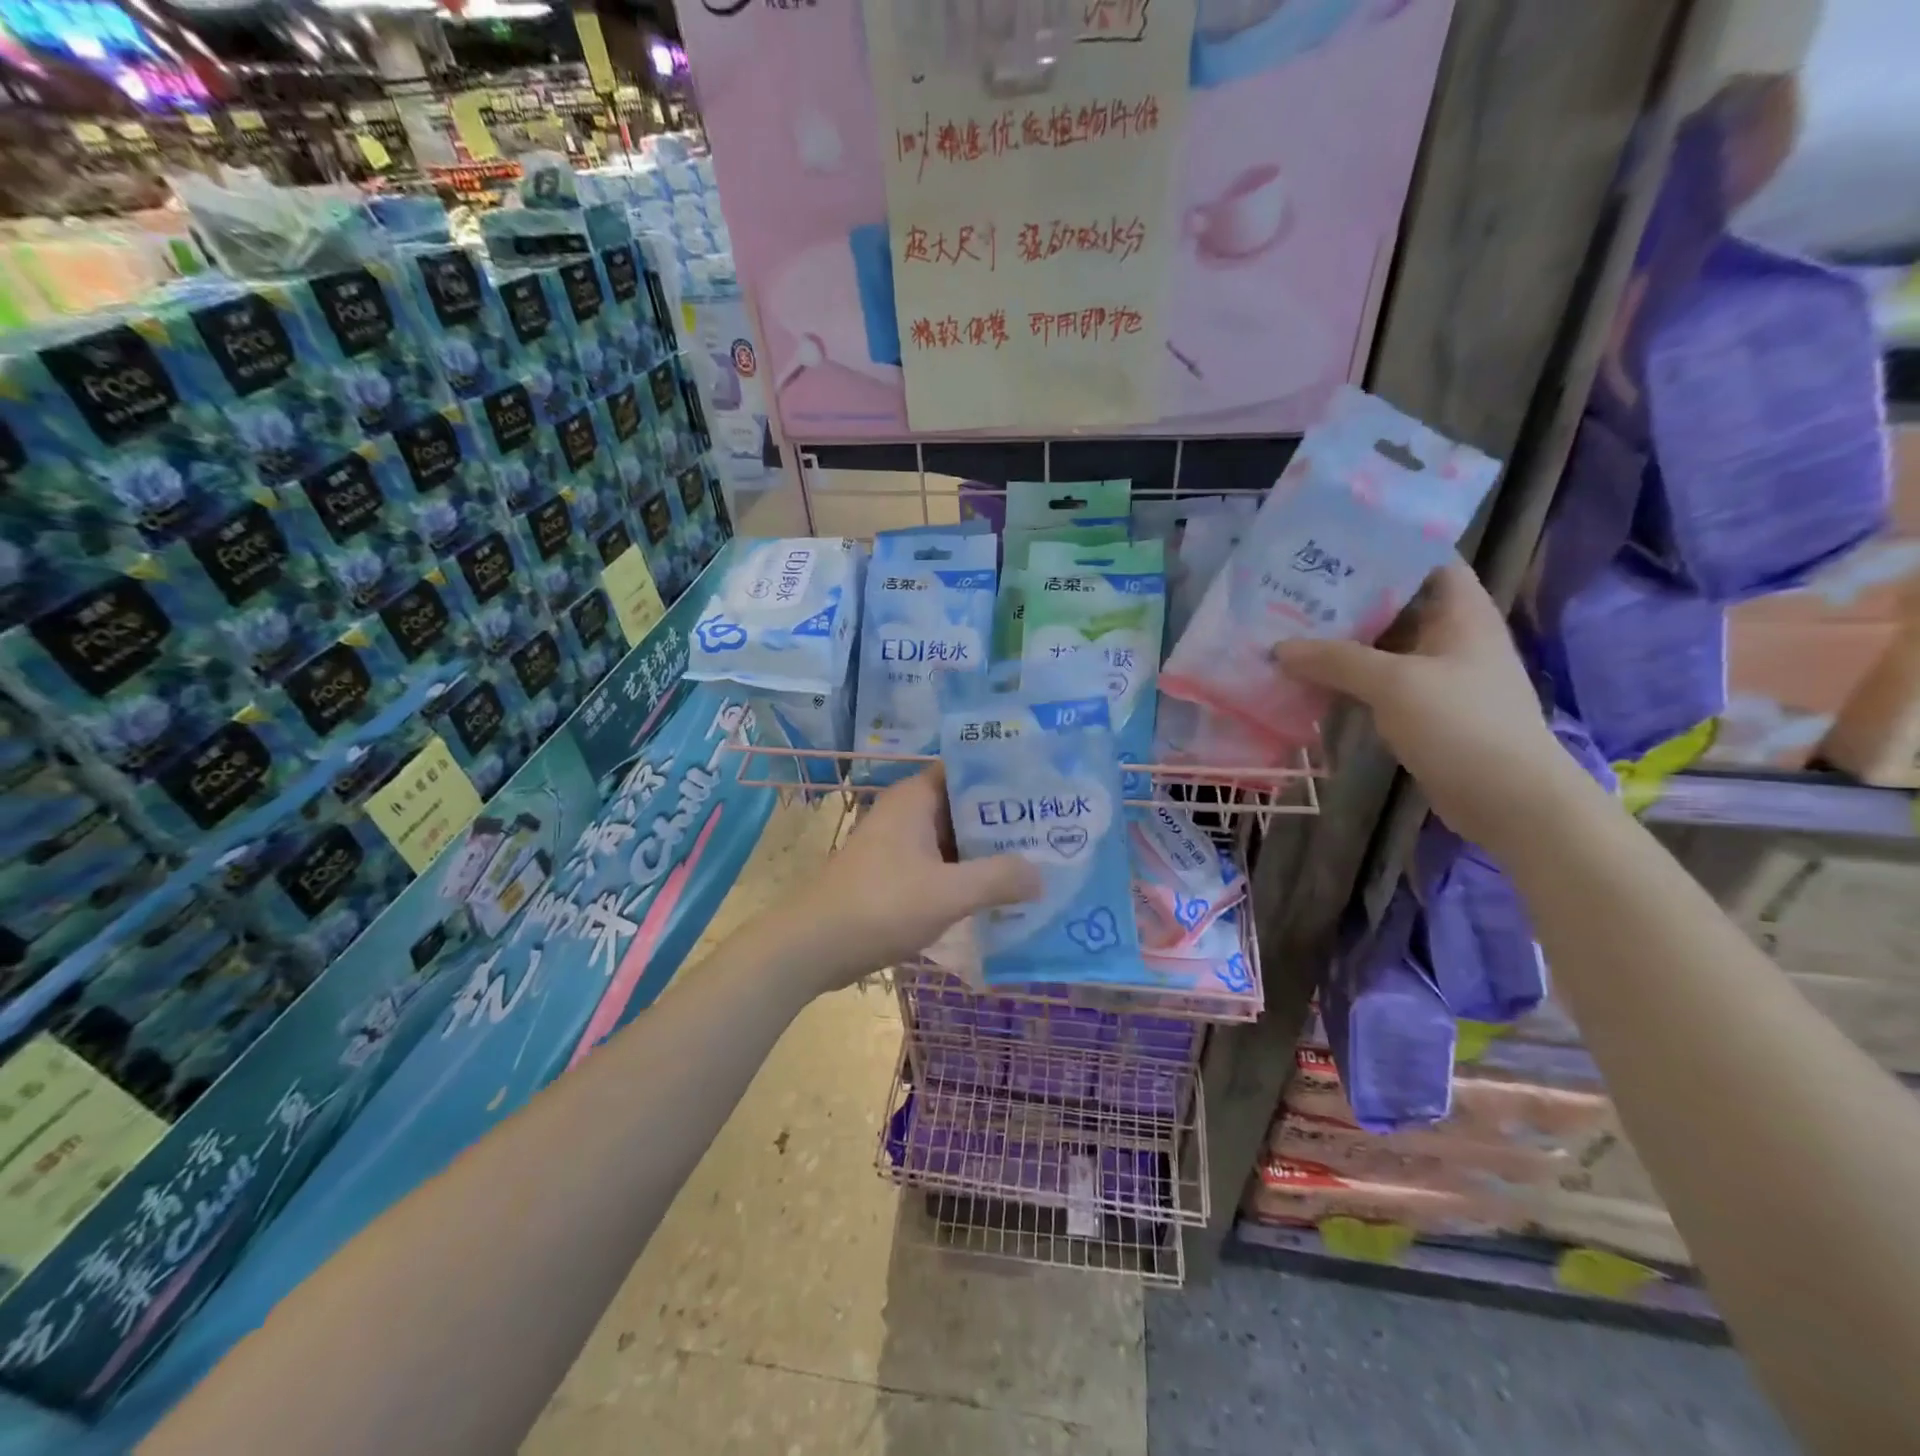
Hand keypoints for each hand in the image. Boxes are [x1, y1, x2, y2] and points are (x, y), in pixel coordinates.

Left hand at [775, 767, 1040, 994]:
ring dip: (986, 852)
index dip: (1006, 778)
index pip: (969, 771)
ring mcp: (898, 844)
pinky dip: (965, 875)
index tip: (1045, 791)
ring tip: (1037, 862)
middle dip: (1004, 821)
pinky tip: (998, 894)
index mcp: (915, 798)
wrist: (811, 946)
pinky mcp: (893, 874)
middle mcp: (907, 812)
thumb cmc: (880, 906)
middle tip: (1053, 831)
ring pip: (953, 839)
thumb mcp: (947, 893)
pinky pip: (939, 864)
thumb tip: (1042, 874)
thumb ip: (998, 879)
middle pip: (964, 806)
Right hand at [1275, 559, 1570, 852]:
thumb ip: (1335, 660)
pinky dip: (1346, 678)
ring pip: (1380, 645)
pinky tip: (1307, 678)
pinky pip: (1377, 681)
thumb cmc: (1462, 724)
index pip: (1424, 559)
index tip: (1330, 546)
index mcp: (1460, 611)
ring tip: (1286, 630)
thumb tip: (1279, 648)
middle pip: (1393, 603)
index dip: (1381, 548)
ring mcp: (1436, 674)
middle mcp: (1450, 635)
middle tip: (1289, 590)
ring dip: (1339, 642)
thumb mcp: (1395, 683)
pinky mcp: (1423, 708)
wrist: (1508, 799)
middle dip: (1345, 597)